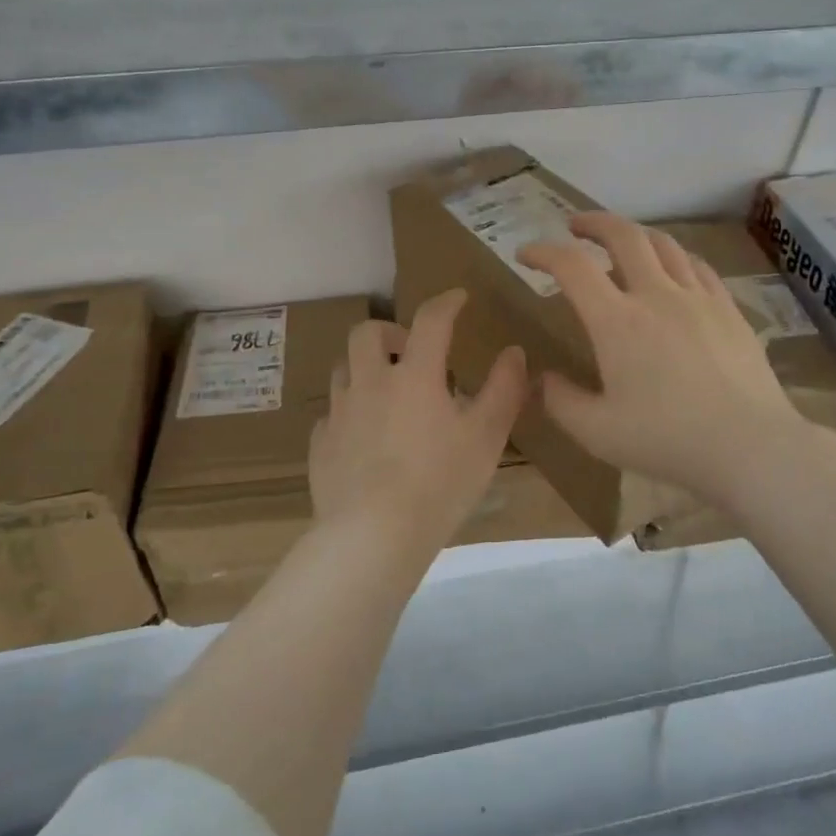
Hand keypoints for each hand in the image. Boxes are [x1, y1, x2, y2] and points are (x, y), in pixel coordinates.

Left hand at [309, 289, 526, 552]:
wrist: (373, 536)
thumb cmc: (439, 483)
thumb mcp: (486, 437)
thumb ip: (504, 390)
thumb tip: (514, 352)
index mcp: (414, 375)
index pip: (430, 320)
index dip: (446, 302)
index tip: (459, 299)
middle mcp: (370, 383)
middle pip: (366, 332)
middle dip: (390, 331)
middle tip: (410, 350)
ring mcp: (340, 414)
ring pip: (343, 370)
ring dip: (365, 369)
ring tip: (387, 392)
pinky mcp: (321, 446)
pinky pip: (332, 415)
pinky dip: (350, 414)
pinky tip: (364, 437)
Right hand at [518, 213, 812, 506]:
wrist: (750, 445)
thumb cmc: (668, 440)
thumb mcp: (598, 432)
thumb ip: (561, 402)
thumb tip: (544, 379)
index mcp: (617, 321)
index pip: (572, 267)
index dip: (543, 252)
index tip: (526, 254)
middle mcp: (657, 295)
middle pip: (623, 235)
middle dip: (593, 223)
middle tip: (575, 226)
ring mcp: (698, 298)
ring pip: (664, 244)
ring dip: (635, 235)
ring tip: (622, 243)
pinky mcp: (729, 309)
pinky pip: (698, 266)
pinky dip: (675, 257)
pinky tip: (674, 270)